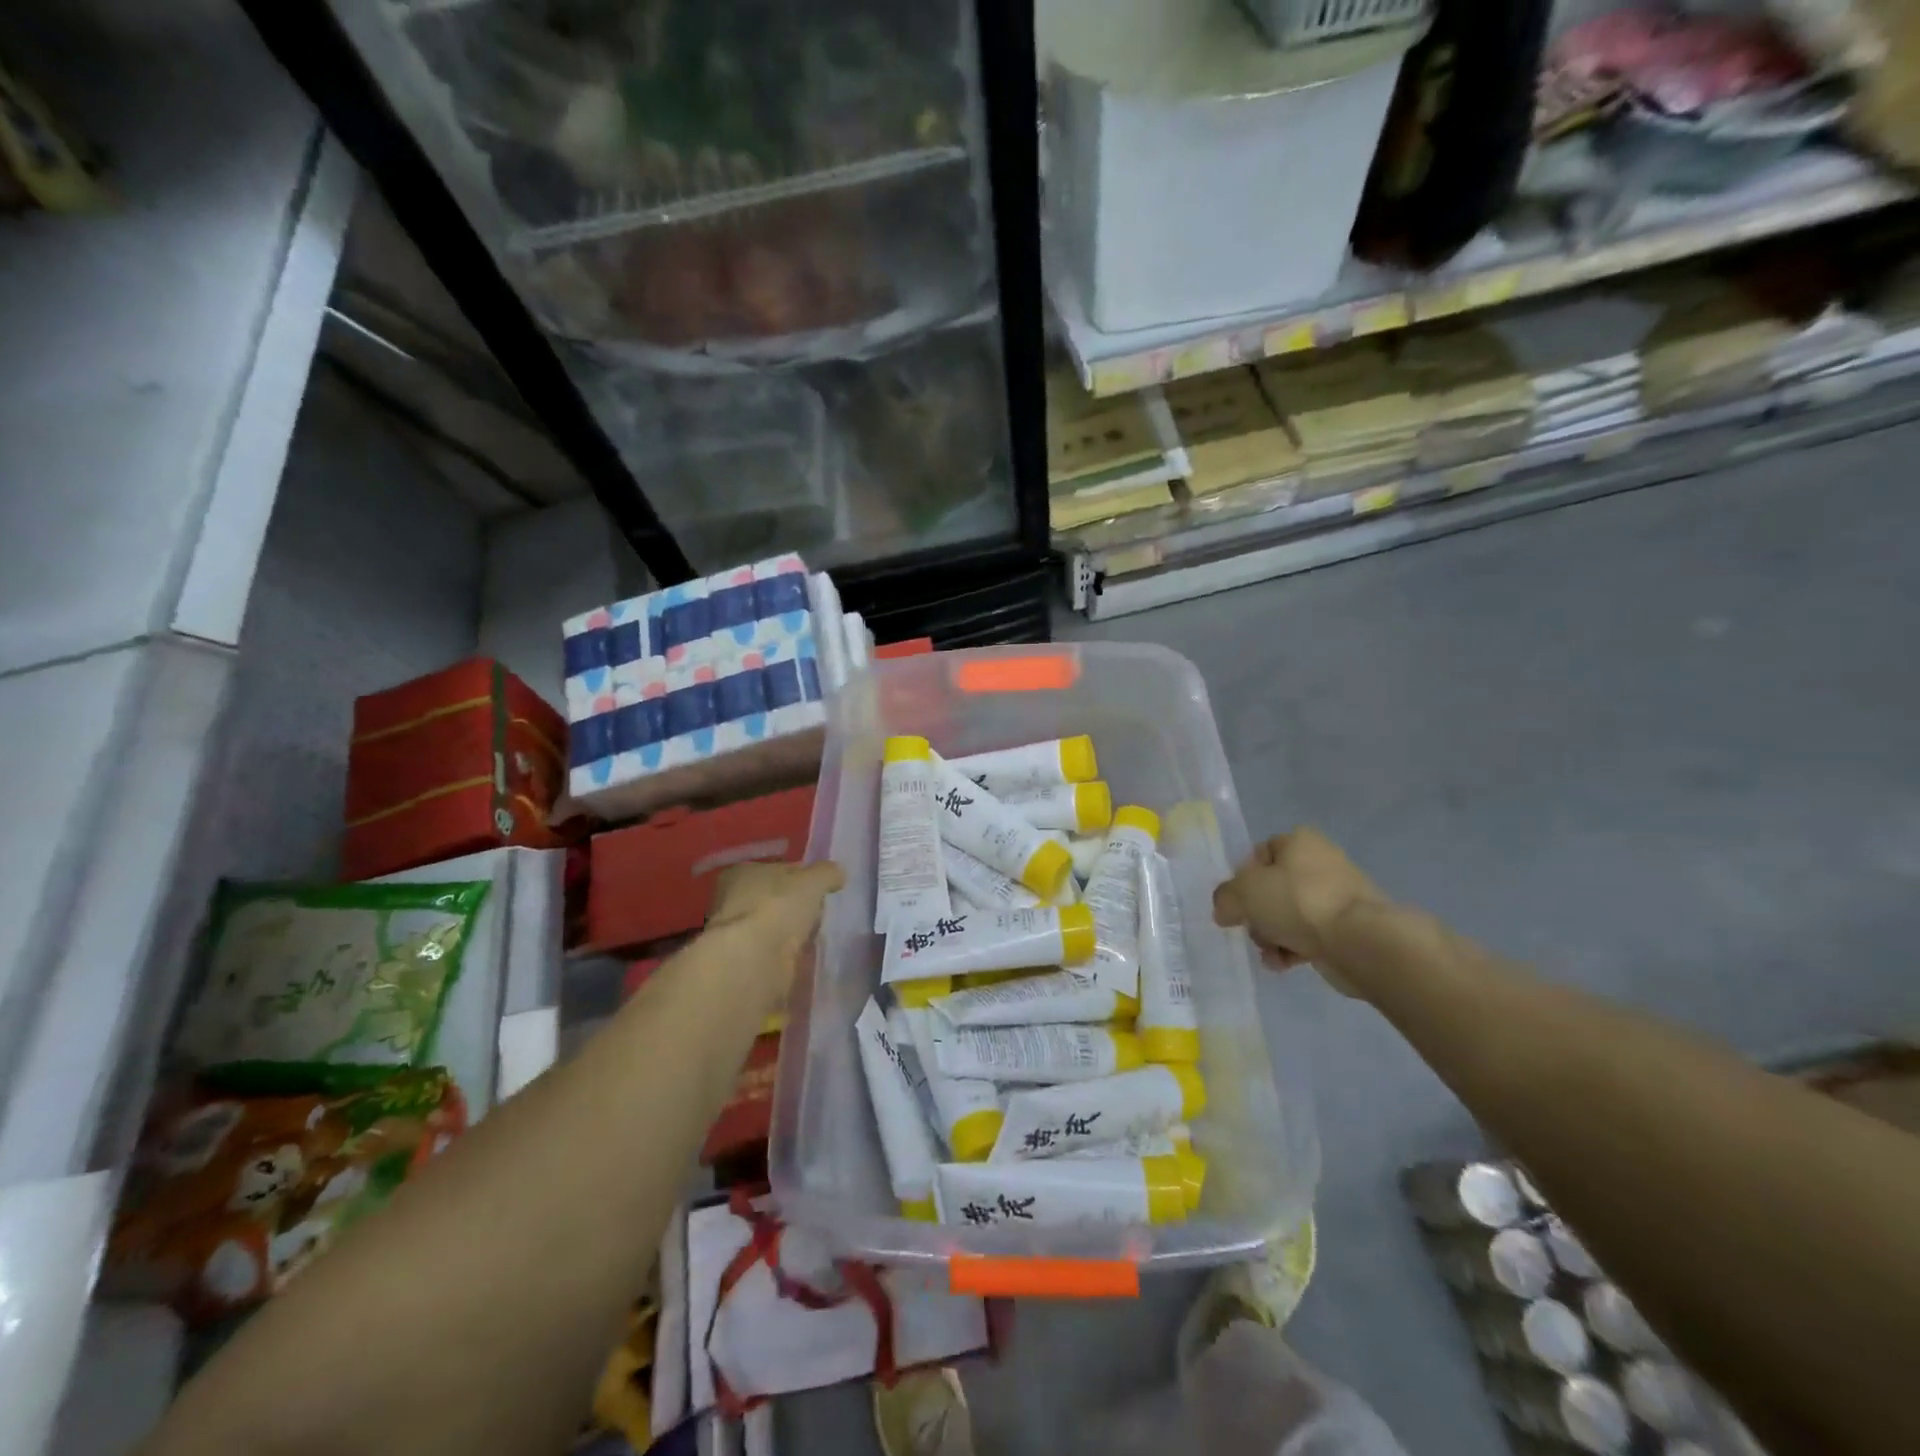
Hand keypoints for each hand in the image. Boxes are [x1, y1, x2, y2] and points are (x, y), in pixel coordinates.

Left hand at [708, 860, 845, 969]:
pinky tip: (808, 958)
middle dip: (795, 906)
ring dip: (792, 933)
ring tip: (819, 936)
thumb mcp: (813, 880)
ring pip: (774, 928)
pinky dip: (790, 956)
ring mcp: (738, 935)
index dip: (799, 876)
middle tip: (821, 912)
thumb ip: (827, 873)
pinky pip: (776, 954)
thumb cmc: (778, 907)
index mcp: (742, 873)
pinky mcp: (746, 963)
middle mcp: (733, 901)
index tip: (820, 887)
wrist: (754, 961)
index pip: (776, 869)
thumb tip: (838, 874)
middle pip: (773, 899)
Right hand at [1212, 829, 1382, 982]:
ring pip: (1289, 914)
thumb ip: (1225, 898)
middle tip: (1253, 928)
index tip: (1237, 901)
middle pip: (1273, 888)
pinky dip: (1294, 949)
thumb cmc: (1298, 902)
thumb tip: (1225, 910)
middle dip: (1258, 913)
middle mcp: (1320, 862)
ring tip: (1270, 952)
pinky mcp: (1348, 927)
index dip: (1242, 878)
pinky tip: (1285, 963)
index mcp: (1298, 841)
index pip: (1260, 854)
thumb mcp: (1243, 893)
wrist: (1360, 941)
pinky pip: (1310, 936)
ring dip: (1272, 935)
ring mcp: (1337, 896)